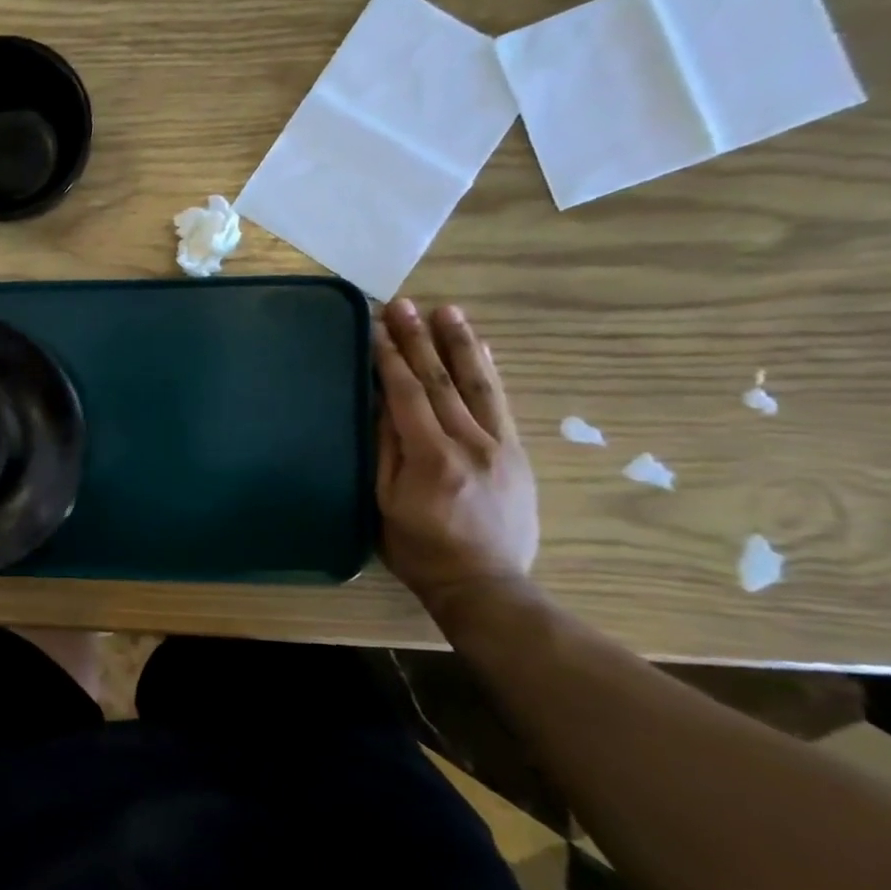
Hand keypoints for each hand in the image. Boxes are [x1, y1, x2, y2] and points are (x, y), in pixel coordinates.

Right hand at [374, 299, 537, 618]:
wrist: (486, 585)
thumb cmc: (421, 550)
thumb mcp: (386, 505)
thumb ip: (385, 452)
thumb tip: (379, 404)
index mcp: (431, 457)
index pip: (407, 395)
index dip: (389, 358)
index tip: (375, 326)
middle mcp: (470, 442)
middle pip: (441, 381)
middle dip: (419, 339)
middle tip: (402, 304)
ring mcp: (499, 446)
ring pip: (477, 384)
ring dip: (459, 344)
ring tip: (446, 311)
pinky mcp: (515, 453)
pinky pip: (502, 403)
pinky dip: (489, 372)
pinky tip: (482, 350)